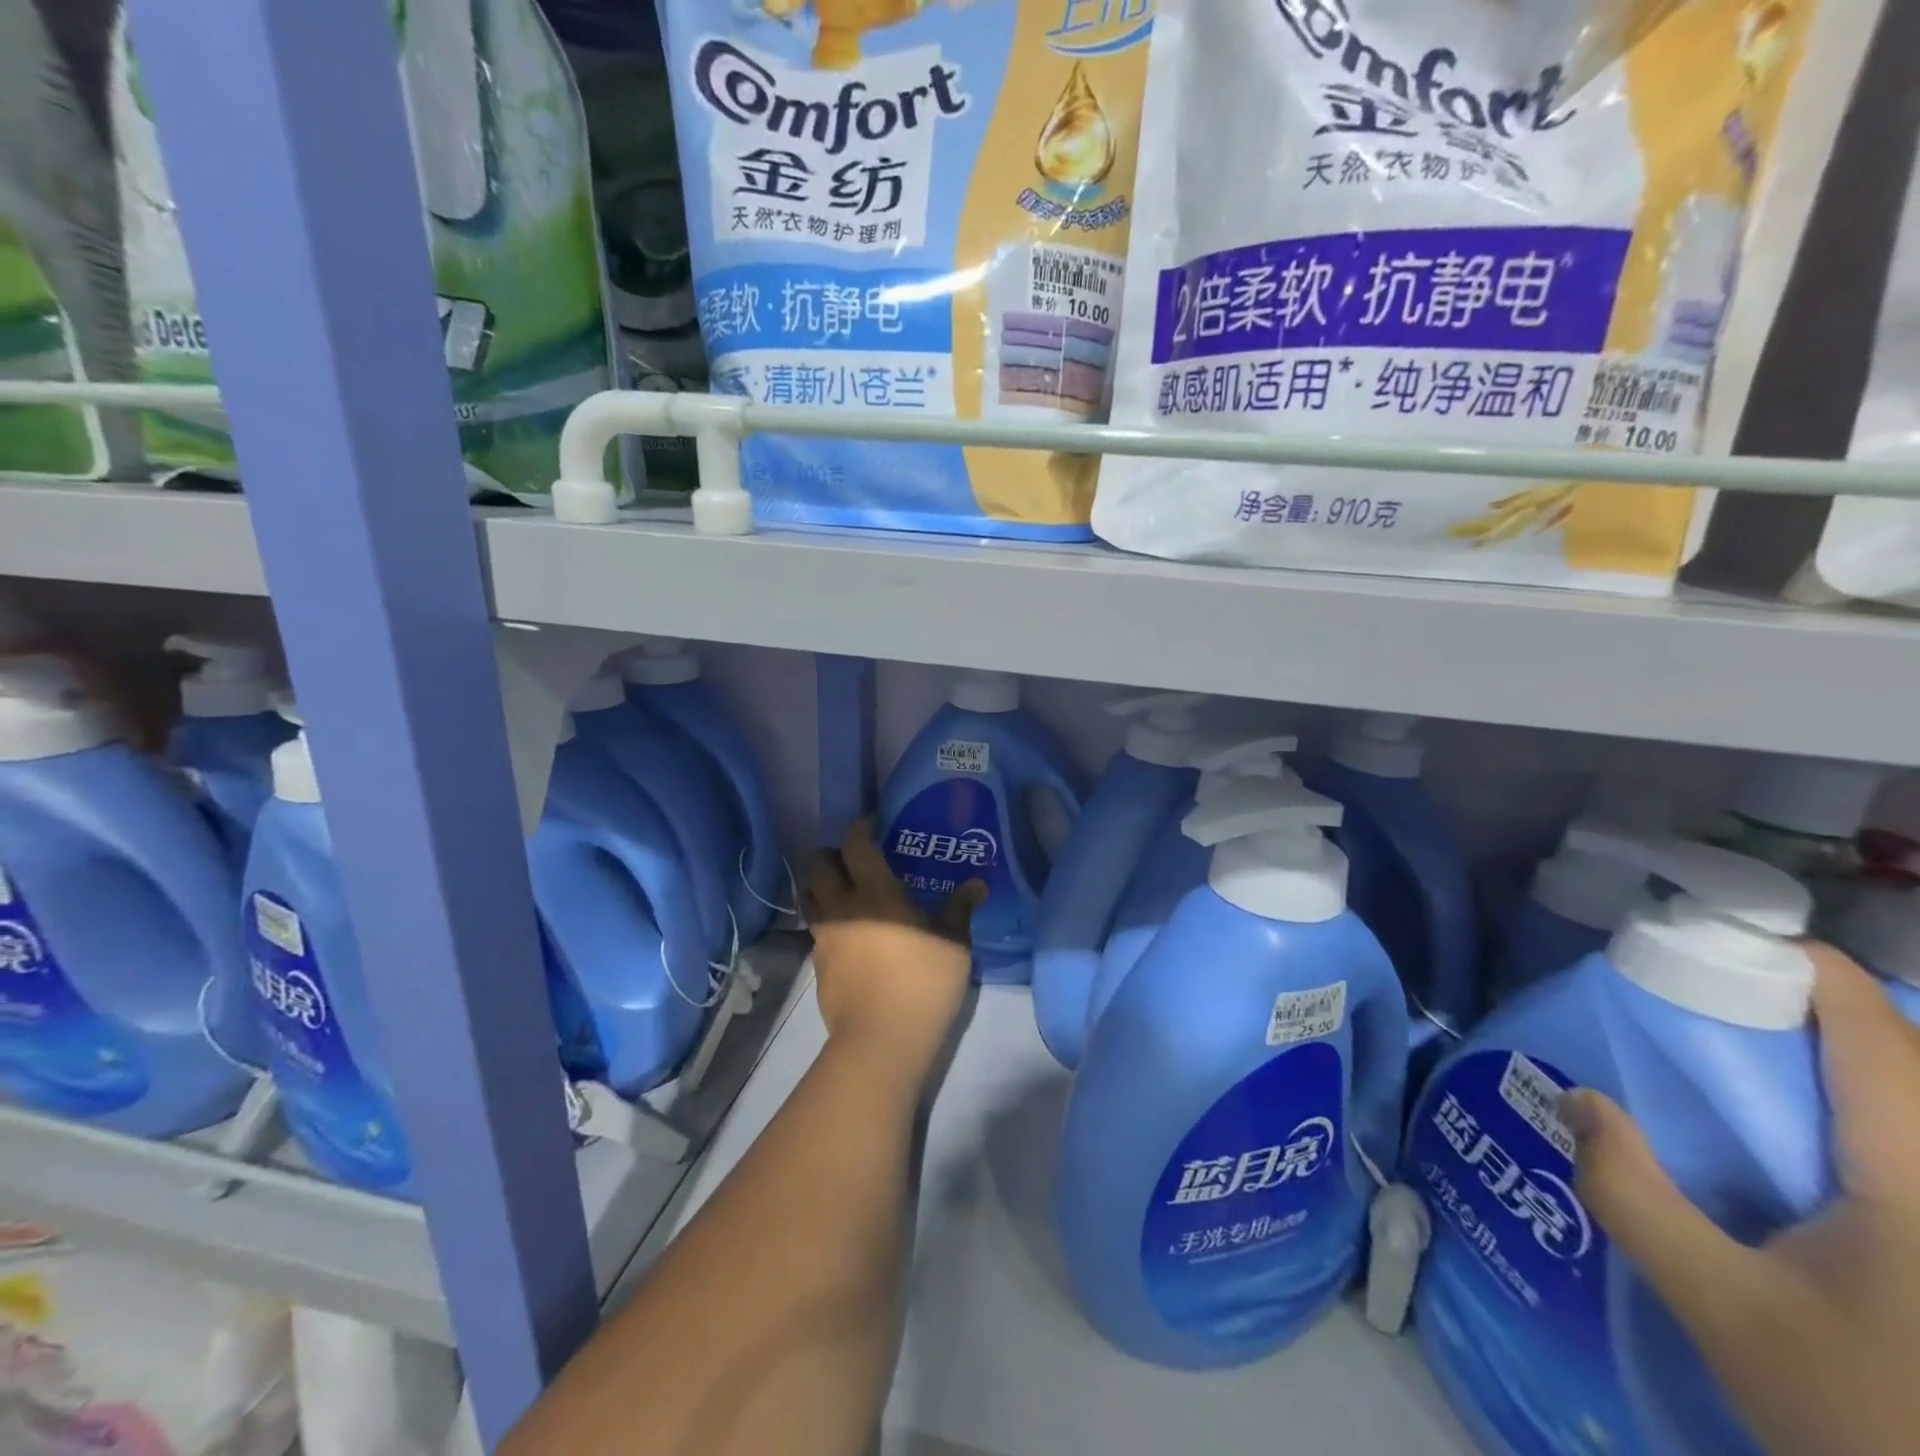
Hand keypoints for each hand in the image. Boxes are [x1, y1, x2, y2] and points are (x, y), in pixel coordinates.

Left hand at [802, 818, 985, 1090]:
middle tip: (854, 859)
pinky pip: (816, 928)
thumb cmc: (923, 983)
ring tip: (845, 892)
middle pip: (816, 864)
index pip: (855, 844)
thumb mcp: (953, 944)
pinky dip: (827, 920)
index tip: (875, 825)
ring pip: (808, 895)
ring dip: (821, 885)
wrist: (881, 1040)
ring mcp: (824, 936)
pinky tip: (850, 934)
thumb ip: (960, 909)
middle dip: (830, 853)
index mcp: (875, 892)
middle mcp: (842, 906)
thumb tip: (977, 884)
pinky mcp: (818, 964)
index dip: (861, 828)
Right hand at [1562, 943, 1919, 1455]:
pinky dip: (1880, 1112)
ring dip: (1862, 1062)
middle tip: (1737, 998)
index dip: (1817, 972)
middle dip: (1831, 1011)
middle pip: (1917, 1062)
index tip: (1740, 938)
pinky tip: (1826, 1136)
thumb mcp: (1720, 1307)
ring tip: (1775, 1053)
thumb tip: (1577, 1099)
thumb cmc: (1862, 1418)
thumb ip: (1631, 1194)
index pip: (1879, 1039)